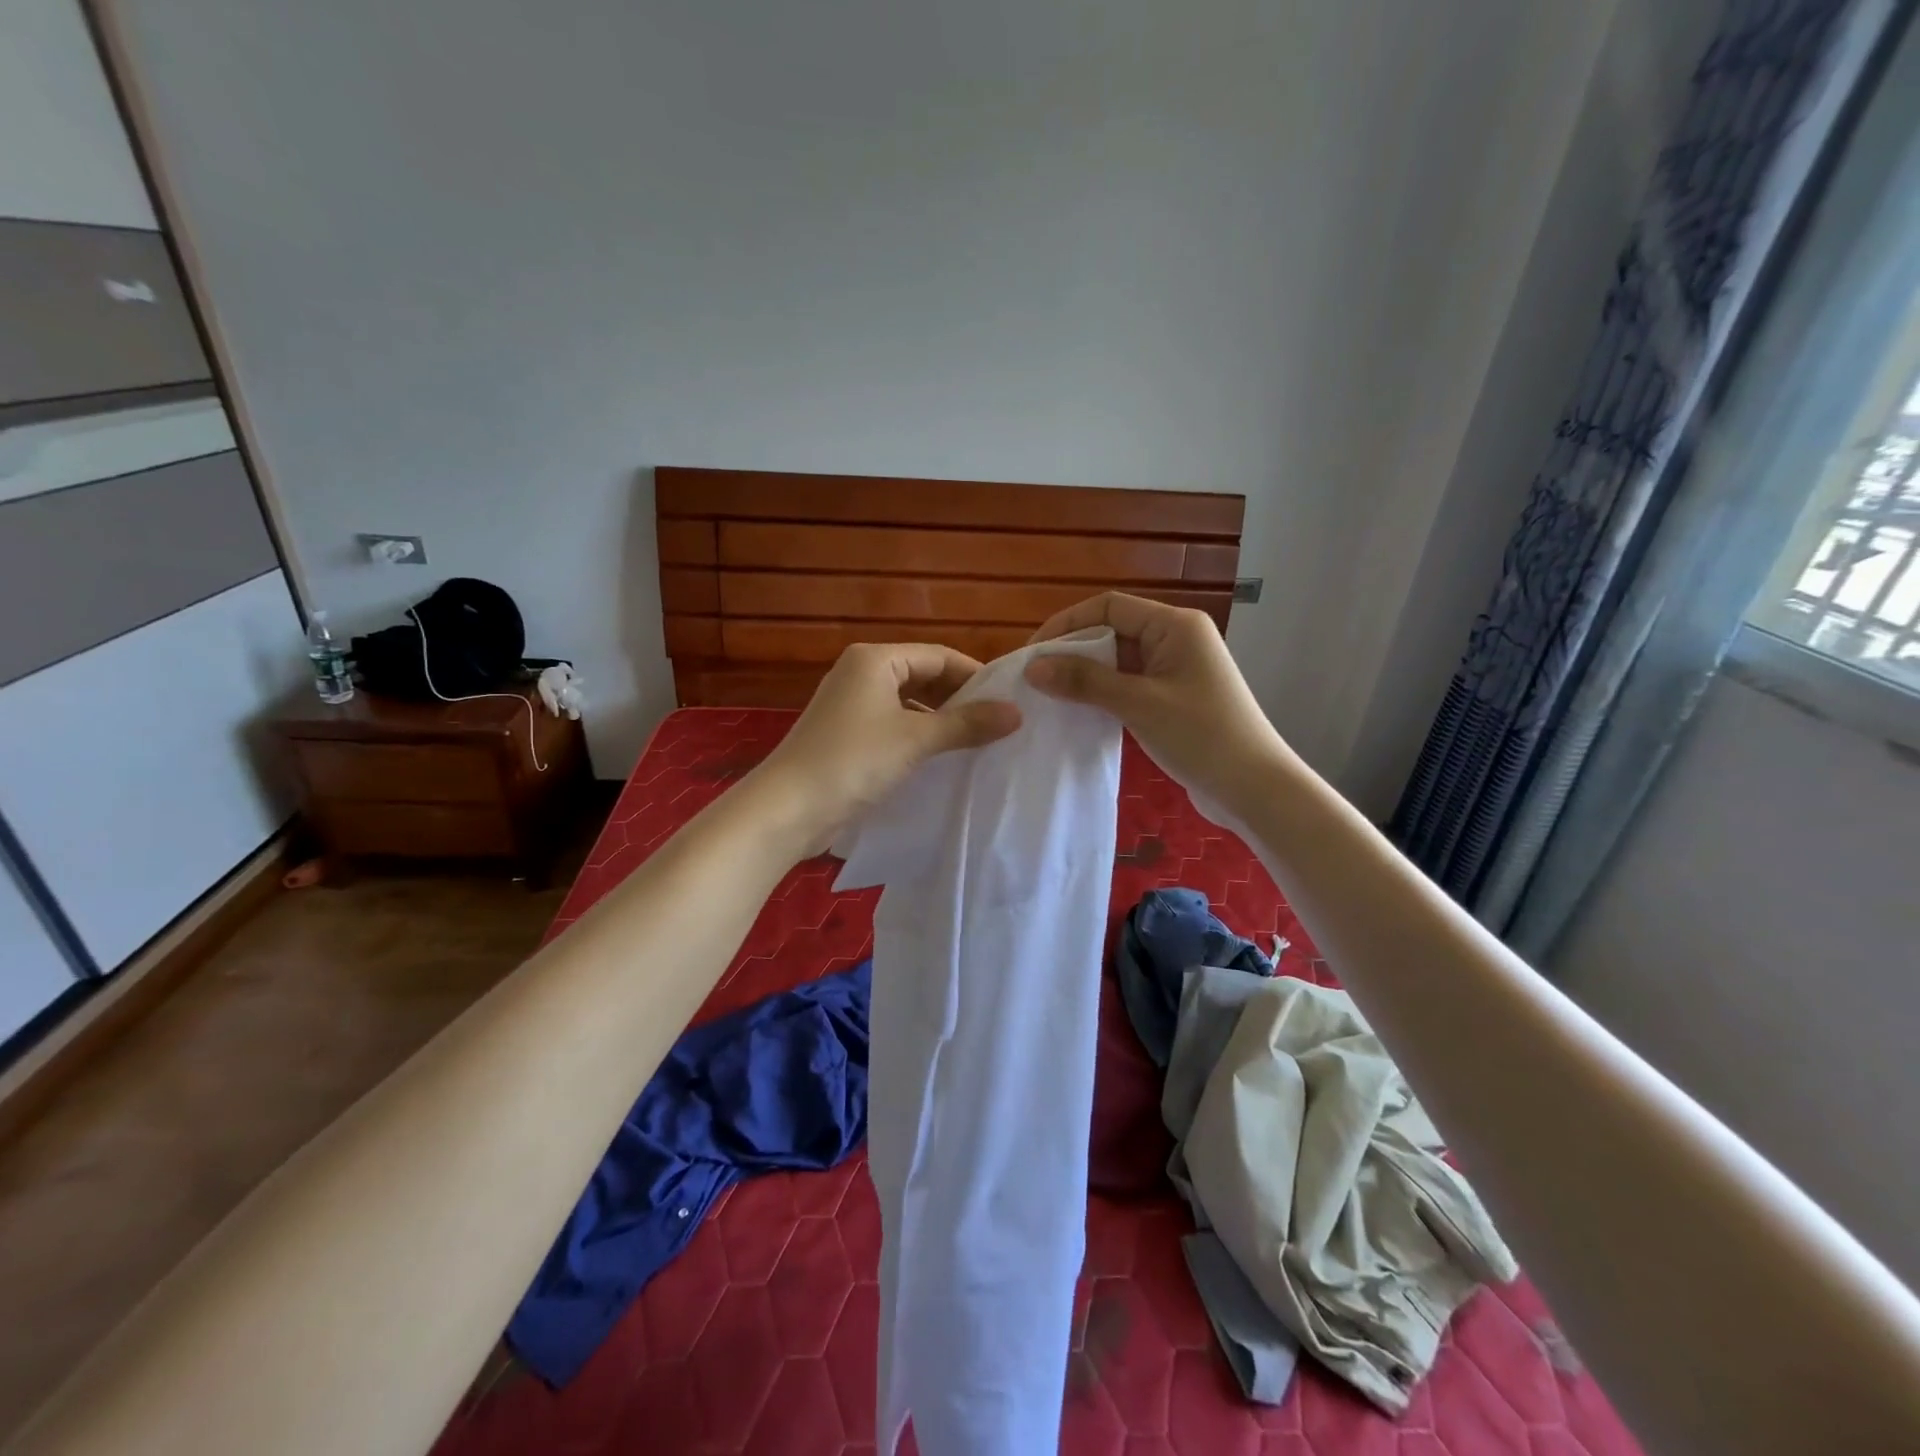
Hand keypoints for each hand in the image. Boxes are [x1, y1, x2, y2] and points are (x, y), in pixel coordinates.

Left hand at [754, 642, 1021, 853]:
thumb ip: (966, 724)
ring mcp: (851, 706)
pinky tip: (941, 758)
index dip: (975, 675)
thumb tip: (1016, 712)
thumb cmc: (853, 761)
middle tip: (998, 723)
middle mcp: (861, 673)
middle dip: (959, 698)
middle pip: (923, 676)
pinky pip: (893, 725)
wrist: (787, 809)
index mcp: (875, 659)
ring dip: (940, 720)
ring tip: (977, 741)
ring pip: (909, 703)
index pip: (938, 655)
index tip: (1009, 700)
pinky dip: (918, 736)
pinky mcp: (846, 735)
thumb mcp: (916, 739)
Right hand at [1023, 592, 1290, 808]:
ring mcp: (1176, 669)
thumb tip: (1034, 667)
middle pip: (1113, 630)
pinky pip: (1129, 684)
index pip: (1109, 606)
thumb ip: (1085, 681)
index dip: (1067, 624)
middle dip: (1073, 651)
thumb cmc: (1202, 736)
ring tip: (1049, 696)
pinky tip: (1079, 711)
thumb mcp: (1139, 704)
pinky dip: (1103, 693)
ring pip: (1119, 660)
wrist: (1254, 788)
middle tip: (1035, 678)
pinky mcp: (1173, 697)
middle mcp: (1177, 638)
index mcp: (1175, 625)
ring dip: (1086, 675)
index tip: (1032, 653)